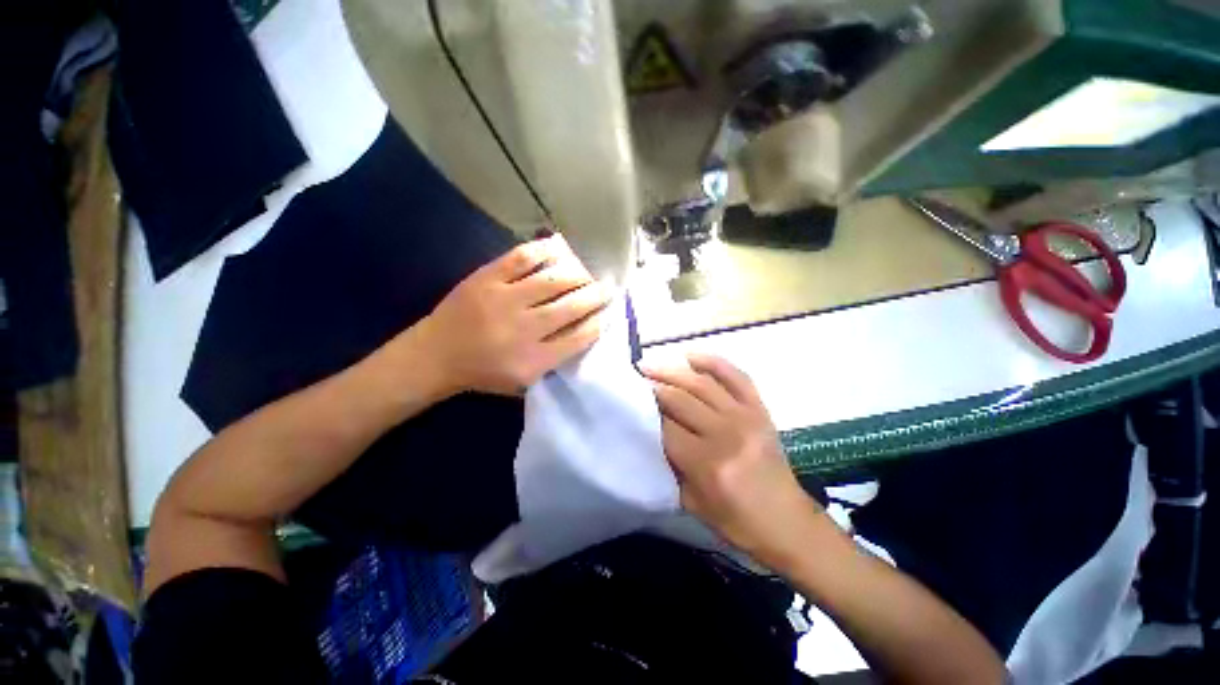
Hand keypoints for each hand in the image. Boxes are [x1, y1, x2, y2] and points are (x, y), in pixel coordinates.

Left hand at [418, 234, 611, 396]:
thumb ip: (555, 362)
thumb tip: (585, 332)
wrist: (435, 355)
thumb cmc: (484, 373)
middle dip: (595, 295)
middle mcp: (523, 329)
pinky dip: (546, 250)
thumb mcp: (524, 382)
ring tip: (586, 274)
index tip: (608, 313)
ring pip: (553, 280)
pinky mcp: (486, 278)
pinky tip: (561, 250)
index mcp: (534, 360)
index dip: (599, 322)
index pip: (580, 337)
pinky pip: (523, 258)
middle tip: (606, 288)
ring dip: (578, 274)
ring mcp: (503, 299)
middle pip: (572, 306)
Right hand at [642, 354, 827, 567]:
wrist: (786, 521)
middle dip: (653, 387)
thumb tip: (651, 430)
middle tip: (635, 380)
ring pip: (700, 383)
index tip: (629, 402)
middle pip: (679, 399)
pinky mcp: (759, 409)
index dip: (645, 413)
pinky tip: (690, 356)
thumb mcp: (691, 502)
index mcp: (707, 463)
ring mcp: (745, 416)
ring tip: (650, 366)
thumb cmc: (735, 521)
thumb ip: (669, 464)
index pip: (666, 427)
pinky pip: (735, 376)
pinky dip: (712, 361)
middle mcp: (725, 433)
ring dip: (672, 370)